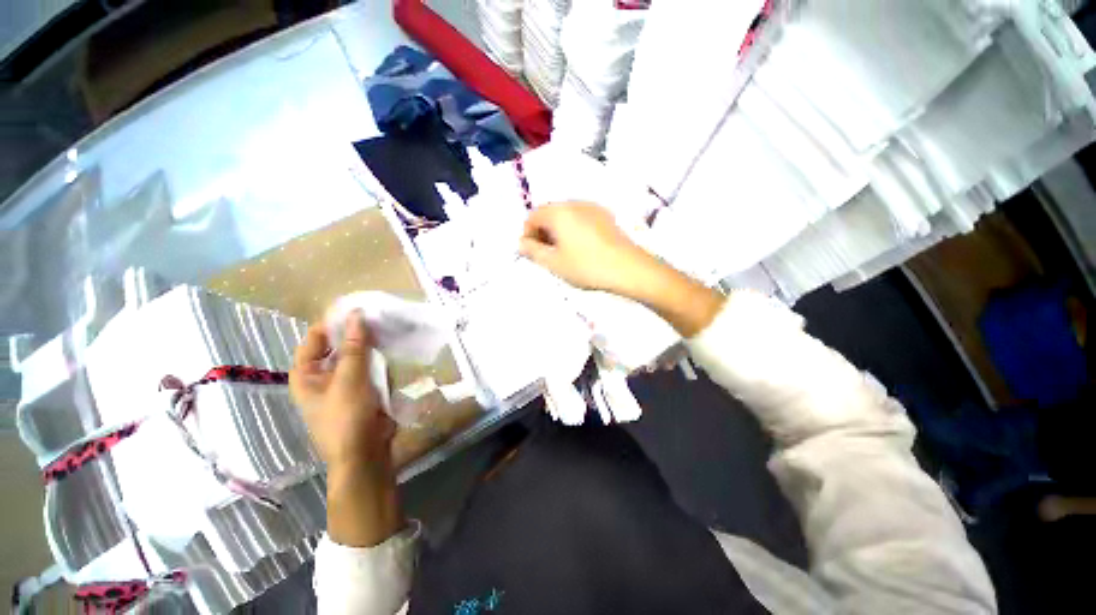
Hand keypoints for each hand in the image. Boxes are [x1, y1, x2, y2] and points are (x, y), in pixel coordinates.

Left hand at [290, 314, 394, 470]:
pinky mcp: (363, 390)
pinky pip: (369, 367)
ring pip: (356, 356)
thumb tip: (357, 314)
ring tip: (387, 326)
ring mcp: (344, 383)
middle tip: (377, 315)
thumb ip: (355, 346)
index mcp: (306, 374)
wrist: (364, 453)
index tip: (357, 307)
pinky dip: (378, 357)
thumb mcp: (349, 379)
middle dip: (355, 332)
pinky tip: (391, 347)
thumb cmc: (347, 417)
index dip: (333, 322)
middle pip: (336, 346)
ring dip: (369, 344)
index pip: (315, 338)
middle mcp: (322, 376)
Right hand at [520, 201, 724, 336]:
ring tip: (563, 252)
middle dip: (542, 232)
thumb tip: (521, 243)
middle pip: (549, 213)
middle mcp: (573, 203)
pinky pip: (581, 218)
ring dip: (558, 231)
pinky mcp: (605, 215)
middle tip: (545, 254)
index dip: (527, 234)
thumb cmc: (586, 266)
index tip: (531, 253)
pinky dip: (573, 229)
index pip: (532, 216)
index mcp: (558, 212)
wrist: (628, 268)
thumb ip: (533, 251)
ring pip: (566, 215)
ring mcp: (592, 207)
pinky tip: (581, 247)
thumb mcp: (554, 263)